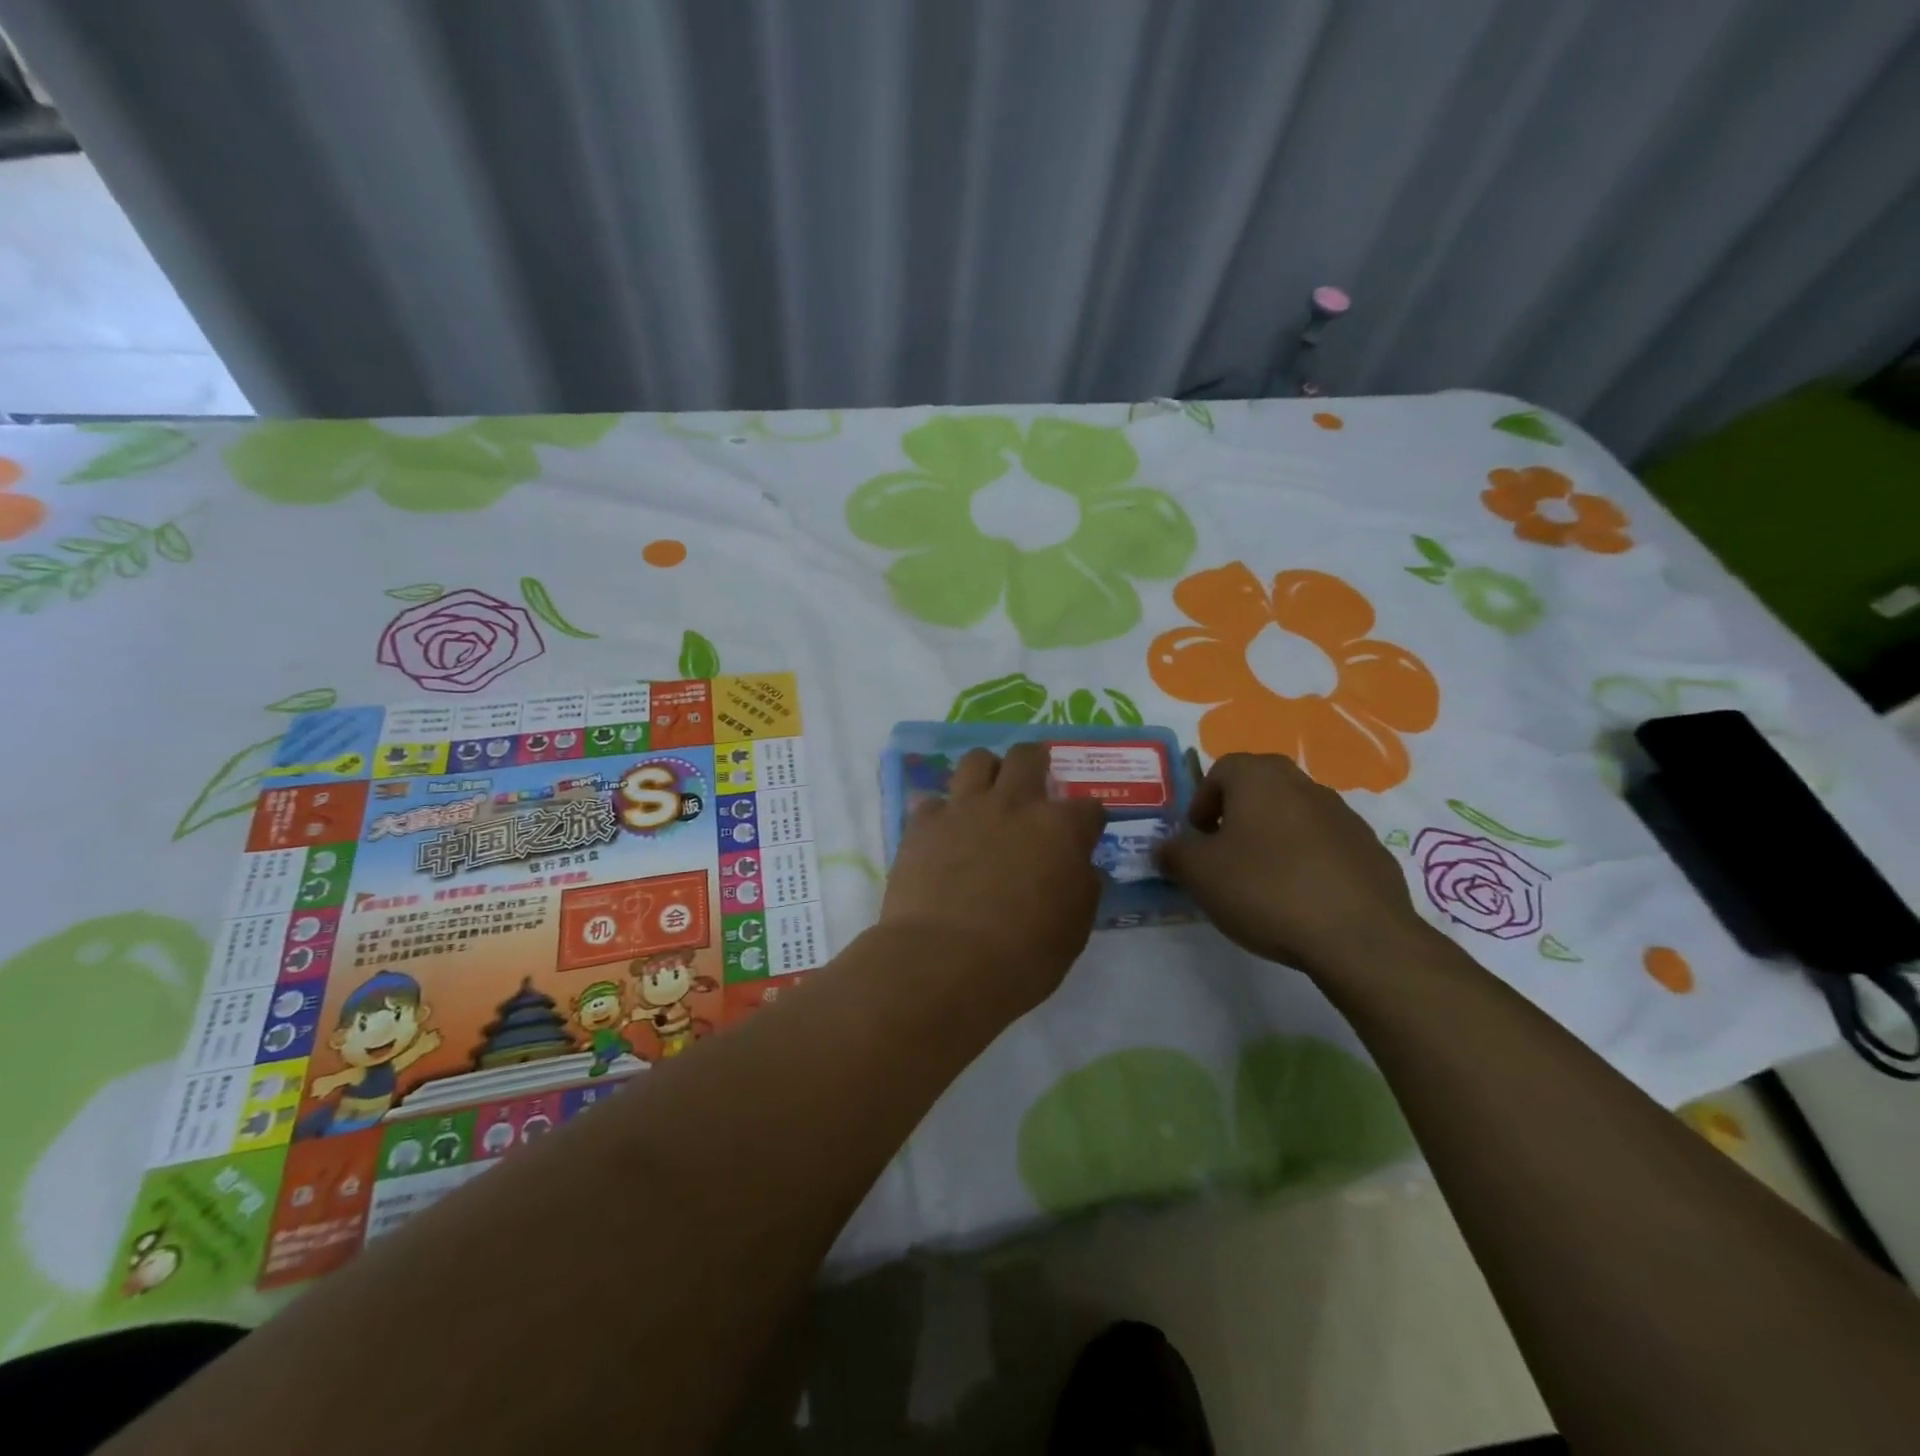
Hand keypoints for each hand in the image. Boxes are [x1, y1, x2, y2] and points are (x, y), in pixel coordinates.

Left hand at [879, 743, 1106, 1015]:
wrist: (944, 962)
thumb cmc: (1022, 957)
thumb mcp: (1073, 930)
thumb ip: (1081, 887)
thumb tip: (1079, 868)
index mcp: (1060, 829)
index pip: (1089, 807)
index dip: (1089, 819)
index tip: (1084, 832)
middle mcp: (1014, 804)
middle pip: (1028, 757)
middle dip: (1037, 762)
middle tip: (1035, 782)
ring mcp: (964, 808)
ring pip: (977, 760)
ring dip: (987, 772)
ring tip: (987, 794)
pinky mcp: (923, 823)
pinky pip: (934, 800)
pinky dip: (942, 813)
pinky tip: (944, 834)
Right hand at [1155, 752, 1429, 979]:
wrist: (1359, 937)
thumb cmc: (1266, 890)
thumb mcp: (1199, 875)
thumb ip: (1175, 854)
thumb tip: (1165, 848)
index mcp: (1260, 778)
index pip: (1222, 769)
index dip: (1203, 801)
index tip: (1198, 837)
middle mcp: (1304, 784)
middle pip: (1261, 788)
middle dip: (1238, 816)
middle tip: (1225, 855)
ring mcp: (1344, 815)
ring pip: (1295, 815)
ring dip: (1274, 838)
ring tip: (1264, 883)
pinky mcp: (1371, 849)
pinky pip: (1326, 845)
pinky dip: (1308, 861)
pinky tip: (1303, 899)